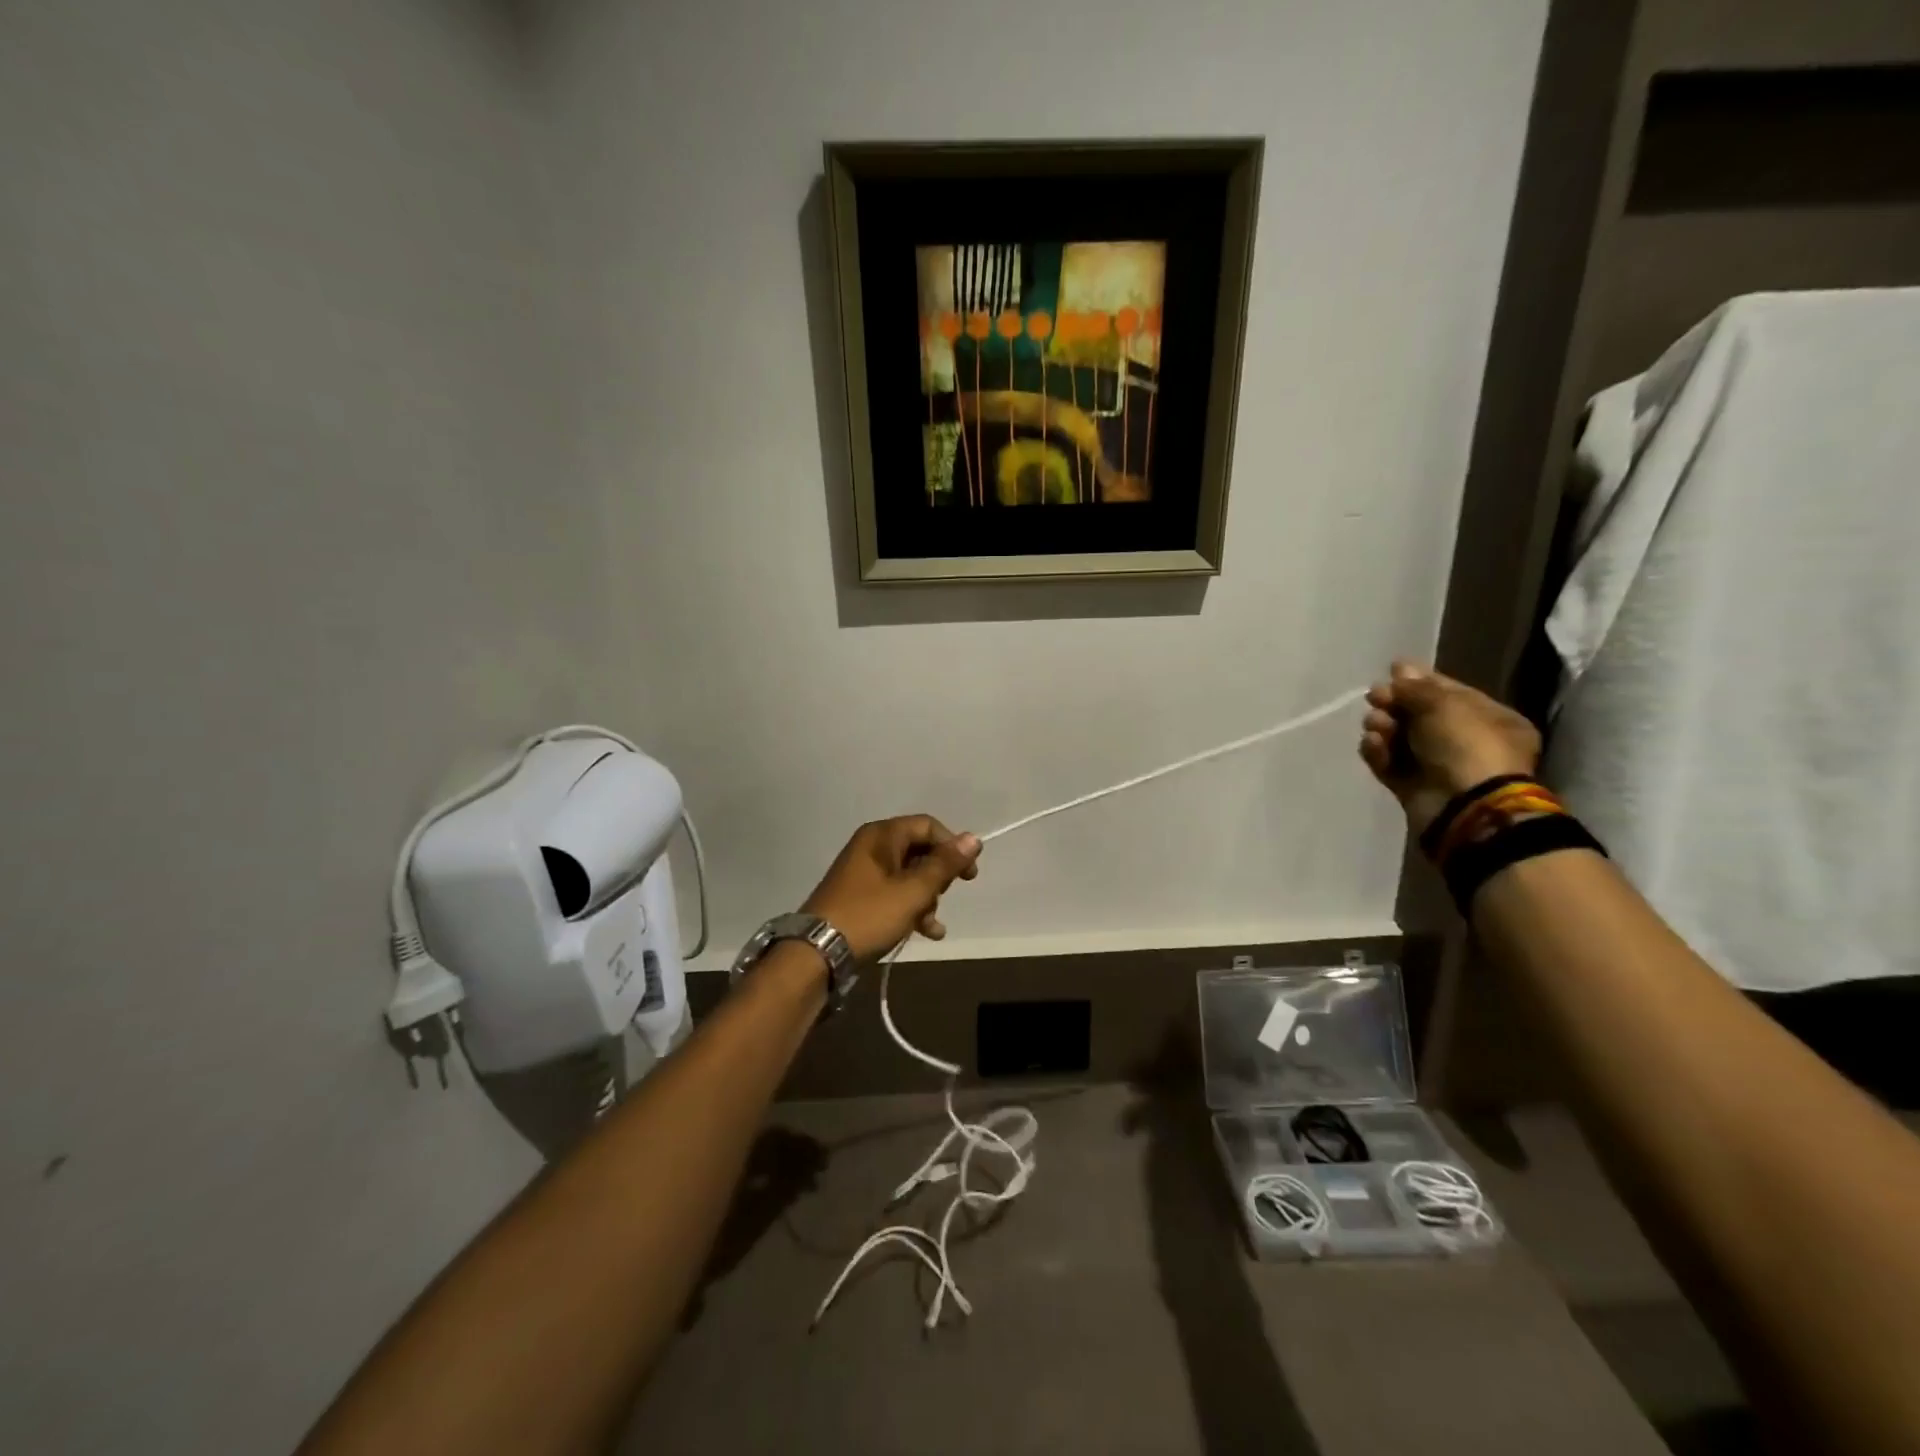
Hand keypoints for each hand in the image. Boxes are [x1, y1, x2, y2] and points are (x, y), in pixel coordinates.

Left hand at [801, 816, 981, 962]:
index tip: (968, 874)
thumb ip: (944, 865)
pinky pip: (894, 893)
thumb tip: (973, 838)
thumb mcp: (913, 891)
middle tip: (943, 898)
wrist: (817, 953)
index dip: (952, 846)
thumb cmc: (869, 915)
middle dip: (938, 877)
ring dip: (927, 898)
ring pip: (909, 875)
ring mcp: (864, 872)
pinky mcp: (859, 896)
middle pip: (919, 850)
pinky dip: (911, 908)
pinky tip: (926, 932)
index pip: (927, 826)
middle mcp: (871, 846)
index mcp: (881, 836)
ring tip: (932, 925)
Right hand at [1358, 661, 1541, 835]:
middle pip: (1419, 715)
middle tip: (1374, 698)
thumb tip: (1400, 669)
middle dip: (1395, 704)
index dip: (1420, 681)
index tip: (1391, 672)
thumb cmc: (1467, 746)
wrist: (1464, 806)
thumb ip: (1416, 687)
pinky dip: (1377, 752)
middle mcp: (1466, 742)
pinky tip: (1373, 744)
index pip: (1450, 693)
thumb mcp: (1444, 705)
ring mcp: (1437, 767)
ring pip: (1400, 739)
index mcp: (1489, 719)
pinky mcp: (1412, 788)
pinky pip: (1389, 764)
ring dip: (1383, 727)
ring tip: (1375, 725)